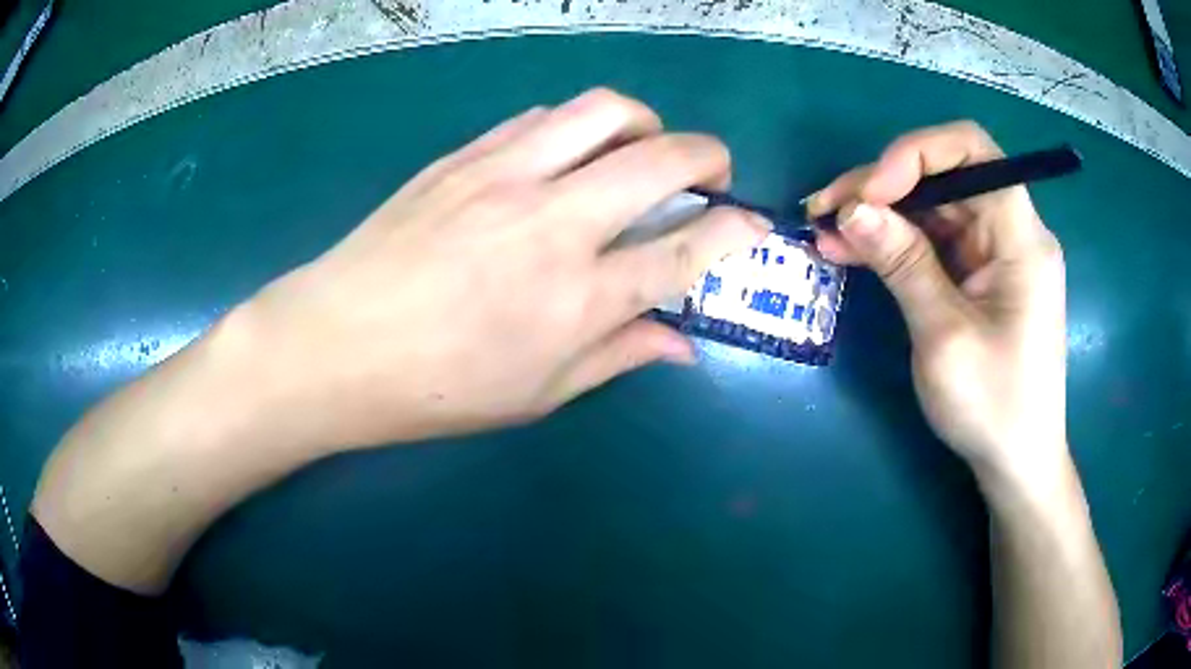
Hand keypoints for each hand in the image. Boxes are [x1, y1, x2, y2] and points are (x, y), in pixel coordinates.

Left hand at [221, 89, 767, 450]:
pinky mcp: (463, 156)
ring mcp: (503, 176)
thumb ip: (619, 356)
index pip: (689, 250)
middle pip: (663, 157)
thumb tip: (683, 344)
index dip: (737, 232)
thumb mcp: (537, 395)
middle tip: (710, 176)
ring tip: (639, 153)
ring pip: (604, 110)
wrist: (333, 345)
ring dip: (644, 124)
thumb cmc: (435, 389)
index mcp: (577, 299)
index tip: (753, 227)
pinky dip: (575, 128)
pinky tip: (565, 157)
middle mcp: (552, 223)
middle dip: (710, 156)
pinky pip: (540, 117)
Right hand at [807, 122, 1067, 485]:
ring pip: (934, 206)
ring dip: (882, 214)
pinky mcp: (981, 275)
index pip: (971, 150)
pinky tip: (855, 250)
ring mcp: (995, 253)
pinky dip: (895, 242)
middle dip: (884, 185)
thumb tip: (851, 209)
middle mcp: (1011, 231)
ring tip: (828, 231)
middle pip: (946, 175)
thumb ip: (903, 264)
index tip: (869, 193)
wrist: (1016, 461)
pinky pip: (935, 240)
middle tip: (826, 210)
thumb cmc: (993, 407)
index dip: (915, 153)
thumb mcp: (944, 336)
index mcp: (1021, 237)